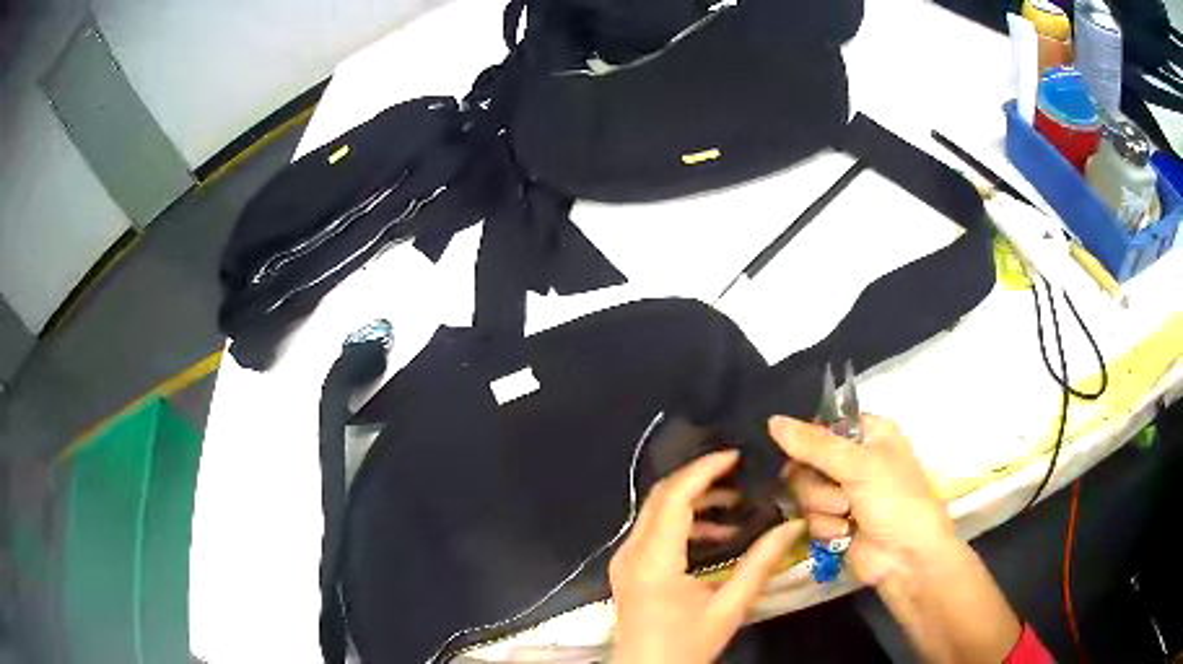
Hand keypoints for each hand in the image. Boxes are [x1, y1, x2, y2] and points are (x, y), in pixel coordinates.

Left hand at [610, 450, 805, 663]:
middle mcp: (632, 551)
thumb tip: (791, 526)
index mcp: (654, 559)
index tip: (736, 456)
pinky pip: (654, 532)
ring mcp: (625, 560)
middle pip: (662, 497)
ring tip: (735, 505)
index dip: (704, 470)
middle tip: (740, 474)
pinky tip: (716, 535)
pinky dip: (683, 524)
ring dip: (693, 503)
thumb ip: (760, 564)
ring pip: (656, 512)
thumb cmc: (686, 645)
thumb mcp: (728, 607)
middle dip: (700, 480)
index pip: (675, 496)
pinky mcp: (628, 569)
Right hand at [773, 414, 955, 586]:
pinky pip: (809, 516)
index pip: (824, 424)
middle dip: (818, 482)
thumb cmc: (895, 500)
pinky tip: (844, 534)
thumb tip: (772, 421)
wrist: (906, 558)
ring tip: (848, 516)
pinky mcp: (833, 521)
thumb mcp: (859, 466)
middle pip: (806, 460)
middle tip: (839, 492)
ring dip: (824, 507)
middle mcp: (855, 460)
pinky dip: (825, 526)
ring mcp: (843, 492)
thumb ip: (814, 445)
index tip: (799, 451)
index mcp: (869, 434)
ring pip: (805, 491)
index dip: (808, 438)